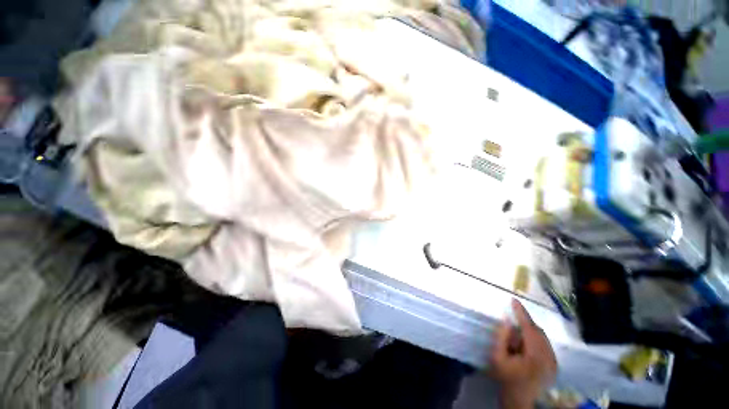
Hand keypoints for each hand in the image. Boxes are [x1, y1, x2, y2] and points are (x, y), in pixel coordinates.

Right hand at [490, 299, 556, 408]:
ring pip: (542, 337)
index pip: (529, 328)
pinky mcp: (554, 365)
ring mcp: (554, 362)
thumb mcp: (497, 357)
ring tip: (516, 343)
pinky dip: (534, 340)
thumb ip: (502, 337)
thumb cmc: (506, 379)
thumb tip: (507, 320)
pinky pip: (545, 345)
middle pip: (538, 331)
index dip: (521, 313)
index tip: (513, 300)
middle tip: (511, 329)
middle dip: (524, 325)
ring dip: (529, 333)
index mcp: (535, 356)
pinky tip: (524, 349)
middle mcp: (549, 357)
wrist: (520, 401)